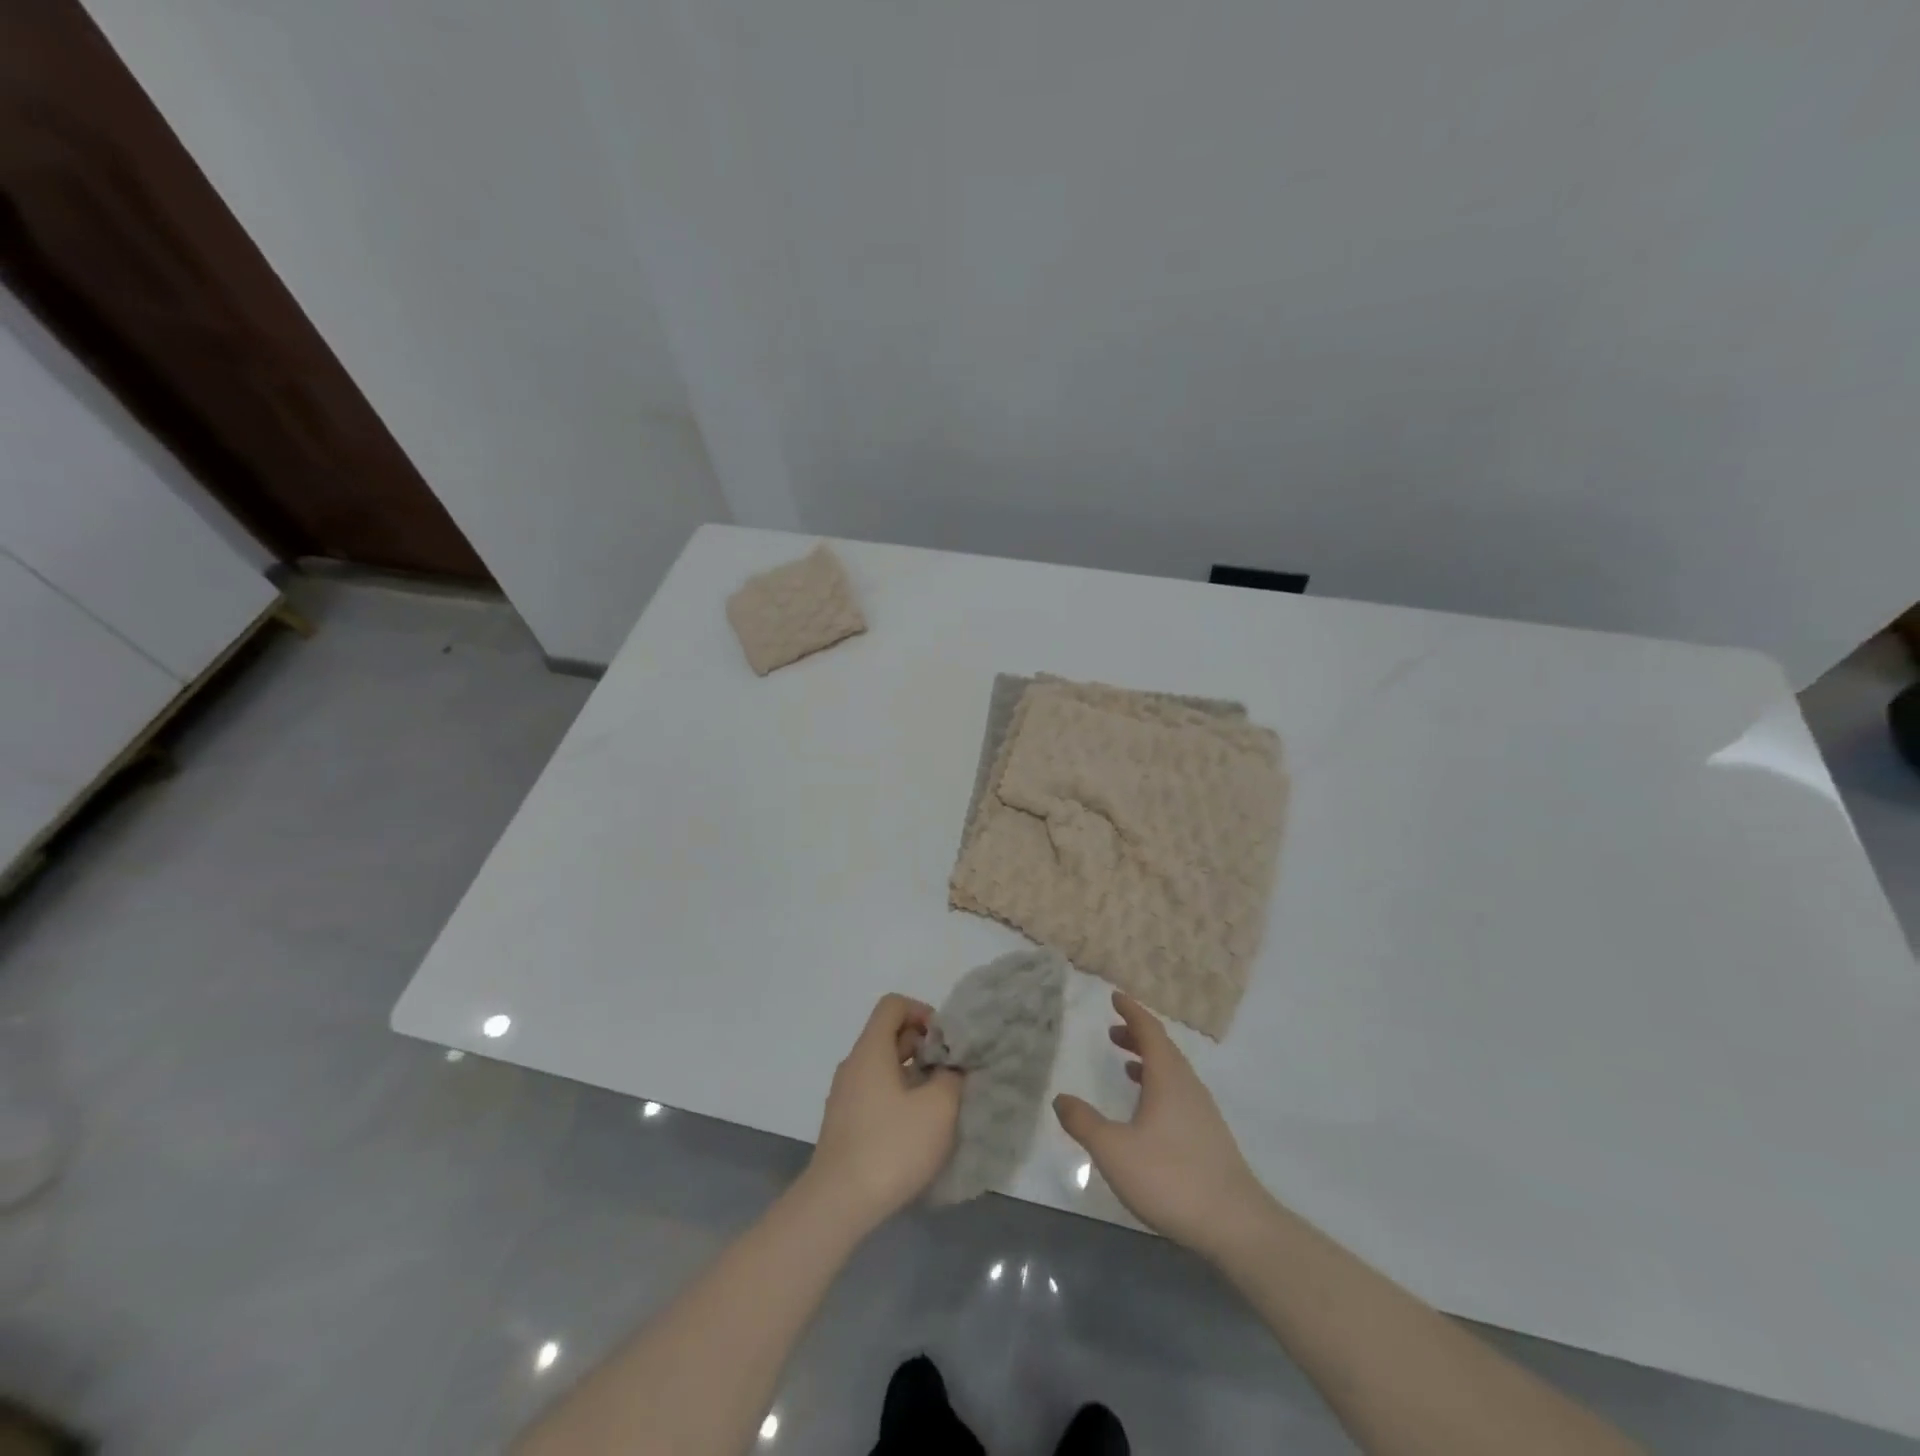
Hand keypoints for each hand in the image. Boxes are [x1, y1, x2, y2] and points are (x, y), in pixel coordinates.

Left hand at [803, 994, 962, 1232]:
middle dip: (922, 1046)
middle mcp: (853, 1065)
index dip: (922, 1012)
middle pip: (888, 1035)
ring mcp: (844, 1095)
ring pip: (881, 1067)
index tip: (944, 1041)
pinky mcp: (843, 1124)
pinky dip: (896, 1097)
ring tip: (937, 1103)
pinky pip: (873, 1093)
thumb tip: (950, 1068)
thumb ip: (951, 1077)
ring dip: (911, 1075)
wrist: (838, 1203)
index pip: (893, 1005)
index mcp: (871, 1049)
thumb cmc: (891, 1146)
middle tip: (948, 1073)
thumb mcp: (938, 1108)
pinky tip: (914, 1130)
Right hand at [1054, 992, 1271, 1259]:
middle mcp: (1188, 1086)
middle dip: (1138, 1035)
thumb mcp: (1114, 1151)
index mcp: (1168, 1078)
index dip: (1132, 1011)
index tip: (1116, 996)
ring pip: (1174, 1072)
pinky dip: (1160, 1086)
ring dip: (1149, 1061)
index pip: (1150, 1030)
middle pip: (1164, 1049)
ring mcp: (1203, 1112)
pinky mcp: (1210, 1136)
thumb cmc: (1170, 1178)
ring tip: (1126, 1066)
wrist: (1235, 1225)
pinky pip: (1180, 1093)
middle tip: (1113, 1031)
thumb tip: (1061, 1099)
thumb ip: (1084, 1123)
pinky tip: (1149, 1112)